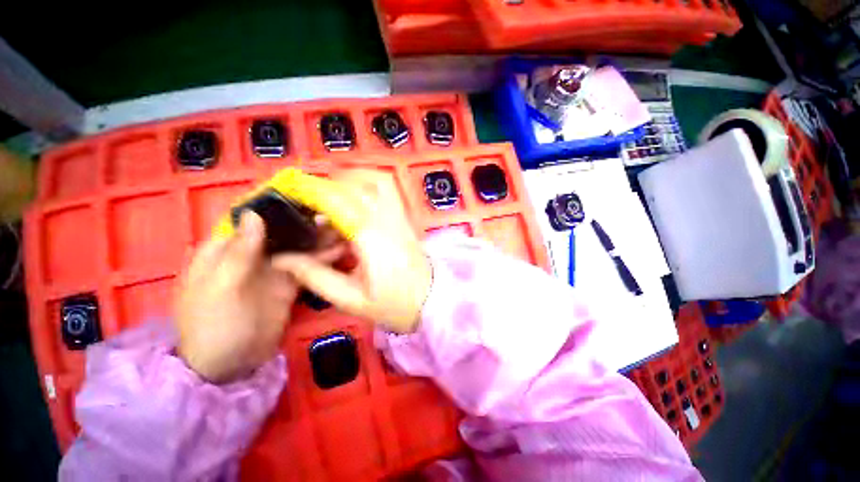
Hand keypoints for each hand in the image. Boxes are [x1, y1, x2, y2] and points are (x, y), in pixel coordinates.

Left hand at [175, 212, 339, 382]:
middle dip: (305, 222)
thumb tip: (254, 214)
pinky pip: (308, 265)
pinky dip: (323, 257)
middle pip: (281, 231)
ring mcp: (274, 269)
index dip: (277, 206)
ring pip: (298, 246)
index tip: (305, 197)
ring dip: (319, 238)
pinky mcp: (290, 283)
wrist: (229, 365)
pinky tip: (341, 250)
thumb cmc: (214, 325)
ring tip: (344, 229)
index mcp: (227, 249)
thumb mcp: (221, 287)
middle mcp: (252, 253)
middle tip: (334, 214)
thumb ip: (239, 252)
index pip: (253, 218)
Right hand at [273, 170, 431, 332]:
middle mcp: (387, 219)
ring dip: (351, 182)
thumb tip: (282, 258)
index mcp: (371, 237)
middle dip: (328, 185)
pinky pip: (387, 193)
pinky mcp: (406, 220)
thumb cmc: (395, 305)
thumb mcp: (351, 299)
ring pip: (377, 182)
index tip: (289, 191)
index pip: (337, 200)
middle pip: (357, 183)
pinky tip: (353, 210)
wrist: (433, 303)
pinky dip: (367, 189)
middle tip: (309, 202)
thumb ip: (315, 276)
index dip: (310, 191)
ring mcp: (400, 217)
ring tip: (331, 201)